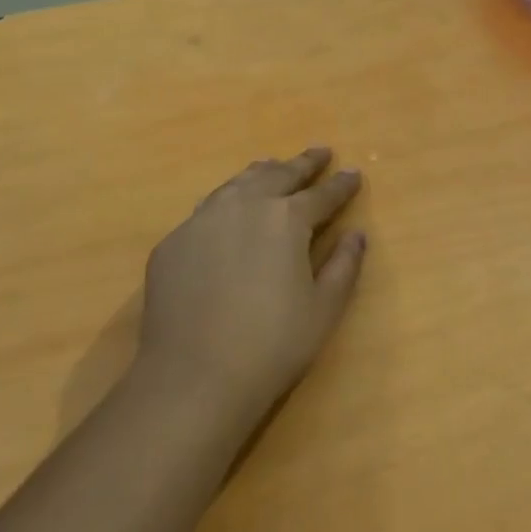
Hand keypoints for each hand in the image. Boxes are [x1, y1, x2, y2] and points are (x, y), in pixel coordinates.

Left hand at [138, 147, 366, 429]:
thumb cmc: (271, 346)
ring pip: (238, 183)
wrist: (192, 379)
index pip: (322, 194)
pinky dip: (227, 200)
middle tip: (320, 152)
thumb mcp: (323, 310)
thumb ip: (344, 266)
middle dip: (303, 163)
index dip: (341, 184)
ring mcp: (203, 220)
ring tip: (274, 166)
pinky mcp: (173, 242)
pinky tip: (228, 210)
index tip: (353, 172)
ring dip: (262, 173)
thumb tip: (357, 234)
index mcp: (286, 218)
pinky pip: (207, 209)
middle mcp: (244, 205)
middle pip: (279, 175)